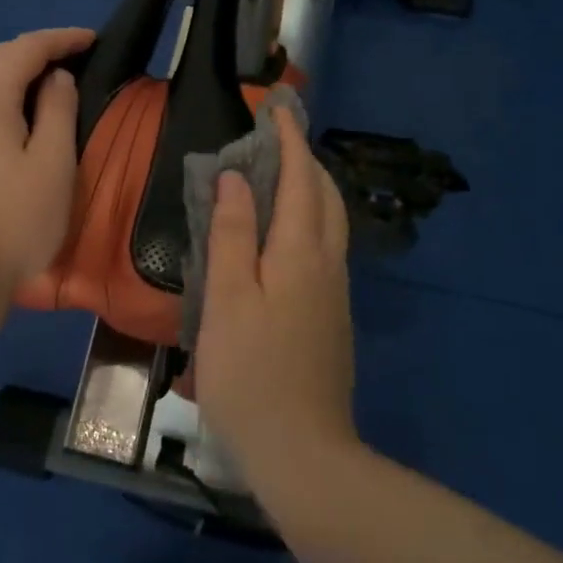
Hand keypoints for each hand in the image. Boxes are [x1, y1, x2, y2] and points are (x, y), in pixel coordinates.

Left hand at [0, 26, 93, 307]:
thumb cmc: (13, 222)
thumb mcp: (53, 165)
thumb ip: (58, 110)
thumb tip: (55, 78)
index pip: (26, 48)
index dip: (61, 39)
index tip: (91, 39)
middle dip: (30, 54)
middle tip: (65, 62)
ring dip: (2, 80)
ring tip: (31, 91)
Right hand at [195, 107, 357, 485]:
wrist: (304, 452)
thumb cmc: (250, 372)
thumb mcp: (227, 299)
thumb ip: (231, 234)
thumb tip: (235, 178)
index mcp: (301, 252)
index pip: (300, 178)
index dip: (288, 140)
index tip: (275, 109)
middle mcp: (327, 264)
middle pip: (326, 195)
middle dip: (304, 159)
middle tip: (273, 141)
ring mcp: (336, 293)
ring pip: (331, 222)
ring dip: (309, 189)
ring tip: (276, 178)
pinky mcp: (332, 317)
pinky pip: (325, 247)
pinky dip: (308, 220)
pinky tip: (282, 236)